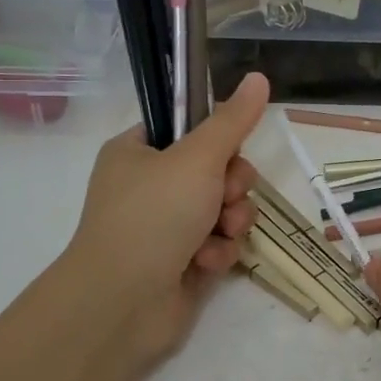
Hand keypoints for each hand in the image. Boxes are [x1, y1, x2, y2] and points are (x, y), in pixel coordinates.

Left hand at [60, 73, 270, 369]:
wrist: (122, 303)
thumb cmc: (154, 216)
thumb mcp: (198, 158)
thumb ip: (233, 121)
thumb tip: (259, 76)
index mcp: (138, 152)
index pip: (188, 130)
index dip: (217, 138)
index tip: (230, 148)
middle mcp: (149, 186)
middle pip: (216, 169)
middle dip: (232, 185)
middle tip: (226, 195)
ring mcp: (164, 226)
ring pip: (223, 208)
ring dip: (232, 219)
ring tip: (220, 232)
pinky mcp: (181, 261)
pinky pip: (217, 243)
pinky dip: (219, 250)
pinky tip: (208, 261)